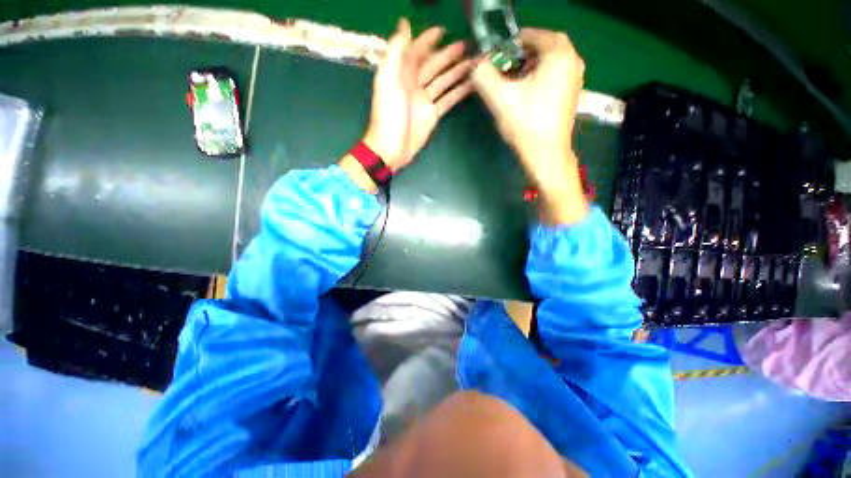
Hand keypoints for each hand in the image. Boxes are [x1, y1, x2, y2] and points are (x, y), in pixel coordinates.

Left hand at [364, 19, 474, 170]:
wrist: (391, 149)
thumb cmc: (388, 116)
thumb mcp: (388, 82)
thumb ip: (396, 53)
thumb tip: (405, 25)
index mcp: (401, 74)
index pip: (417, 52)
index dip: (428, 40)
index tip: (443, 30)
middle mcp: (414, 85)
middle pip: (434, 66)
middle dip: (448, 55)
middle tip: (467, 46)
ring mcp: (424, 101)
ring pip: (443, 82)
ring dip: (457, 72)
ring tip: (474, 64)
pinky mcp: (432, 115)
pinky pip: (447, 100)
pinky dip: (458, 93)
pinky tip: (470, 86)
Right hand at [472, 28, 586, 224]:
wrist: (546, 155)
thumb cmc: (526, 125)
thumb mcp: (499, 98)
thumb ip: (483, 74)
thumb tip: (477, 64)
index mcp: (559, 53)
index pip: (531, 35)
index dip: (509, 45)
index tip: (494, 60)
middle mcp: (573, 60)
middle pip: (540, 48)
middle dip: (518, 58)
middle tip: (502, 73)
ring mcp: (575, 78)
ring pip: (546, 63)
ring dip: (526, 69)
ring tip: (511, 86)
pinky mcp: (571, 93)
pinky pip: (551, 76)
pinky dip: (536, 79)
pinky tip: (524, 97)